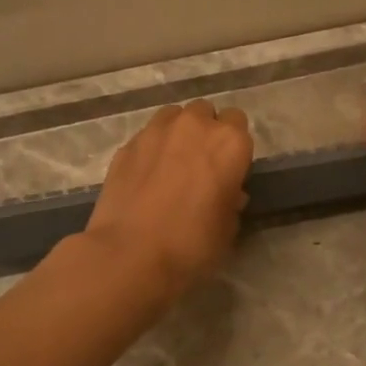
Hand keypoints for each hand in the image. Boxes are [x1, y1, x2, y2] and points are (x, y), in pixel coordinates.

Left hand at [85, 100, 253, 299]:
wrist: (130, 253)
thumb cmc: (192, 244)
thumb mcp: (228, 228)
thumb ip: (231, 200)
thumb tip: (227, 192)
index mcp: (229, 142)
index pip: (238, 123)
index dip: (233, 146)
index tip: (228, 169)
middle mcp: (194, 125)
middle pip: (205, 113)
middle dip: (206, 132)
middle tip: (200, 165)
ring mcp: (156, 130)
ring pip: (174, 116)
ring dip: (178, 133)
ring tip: (171, 164)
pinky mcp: (127, 144)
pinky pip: (147, 135)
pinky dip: (151, 148)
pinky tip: (146, 175)